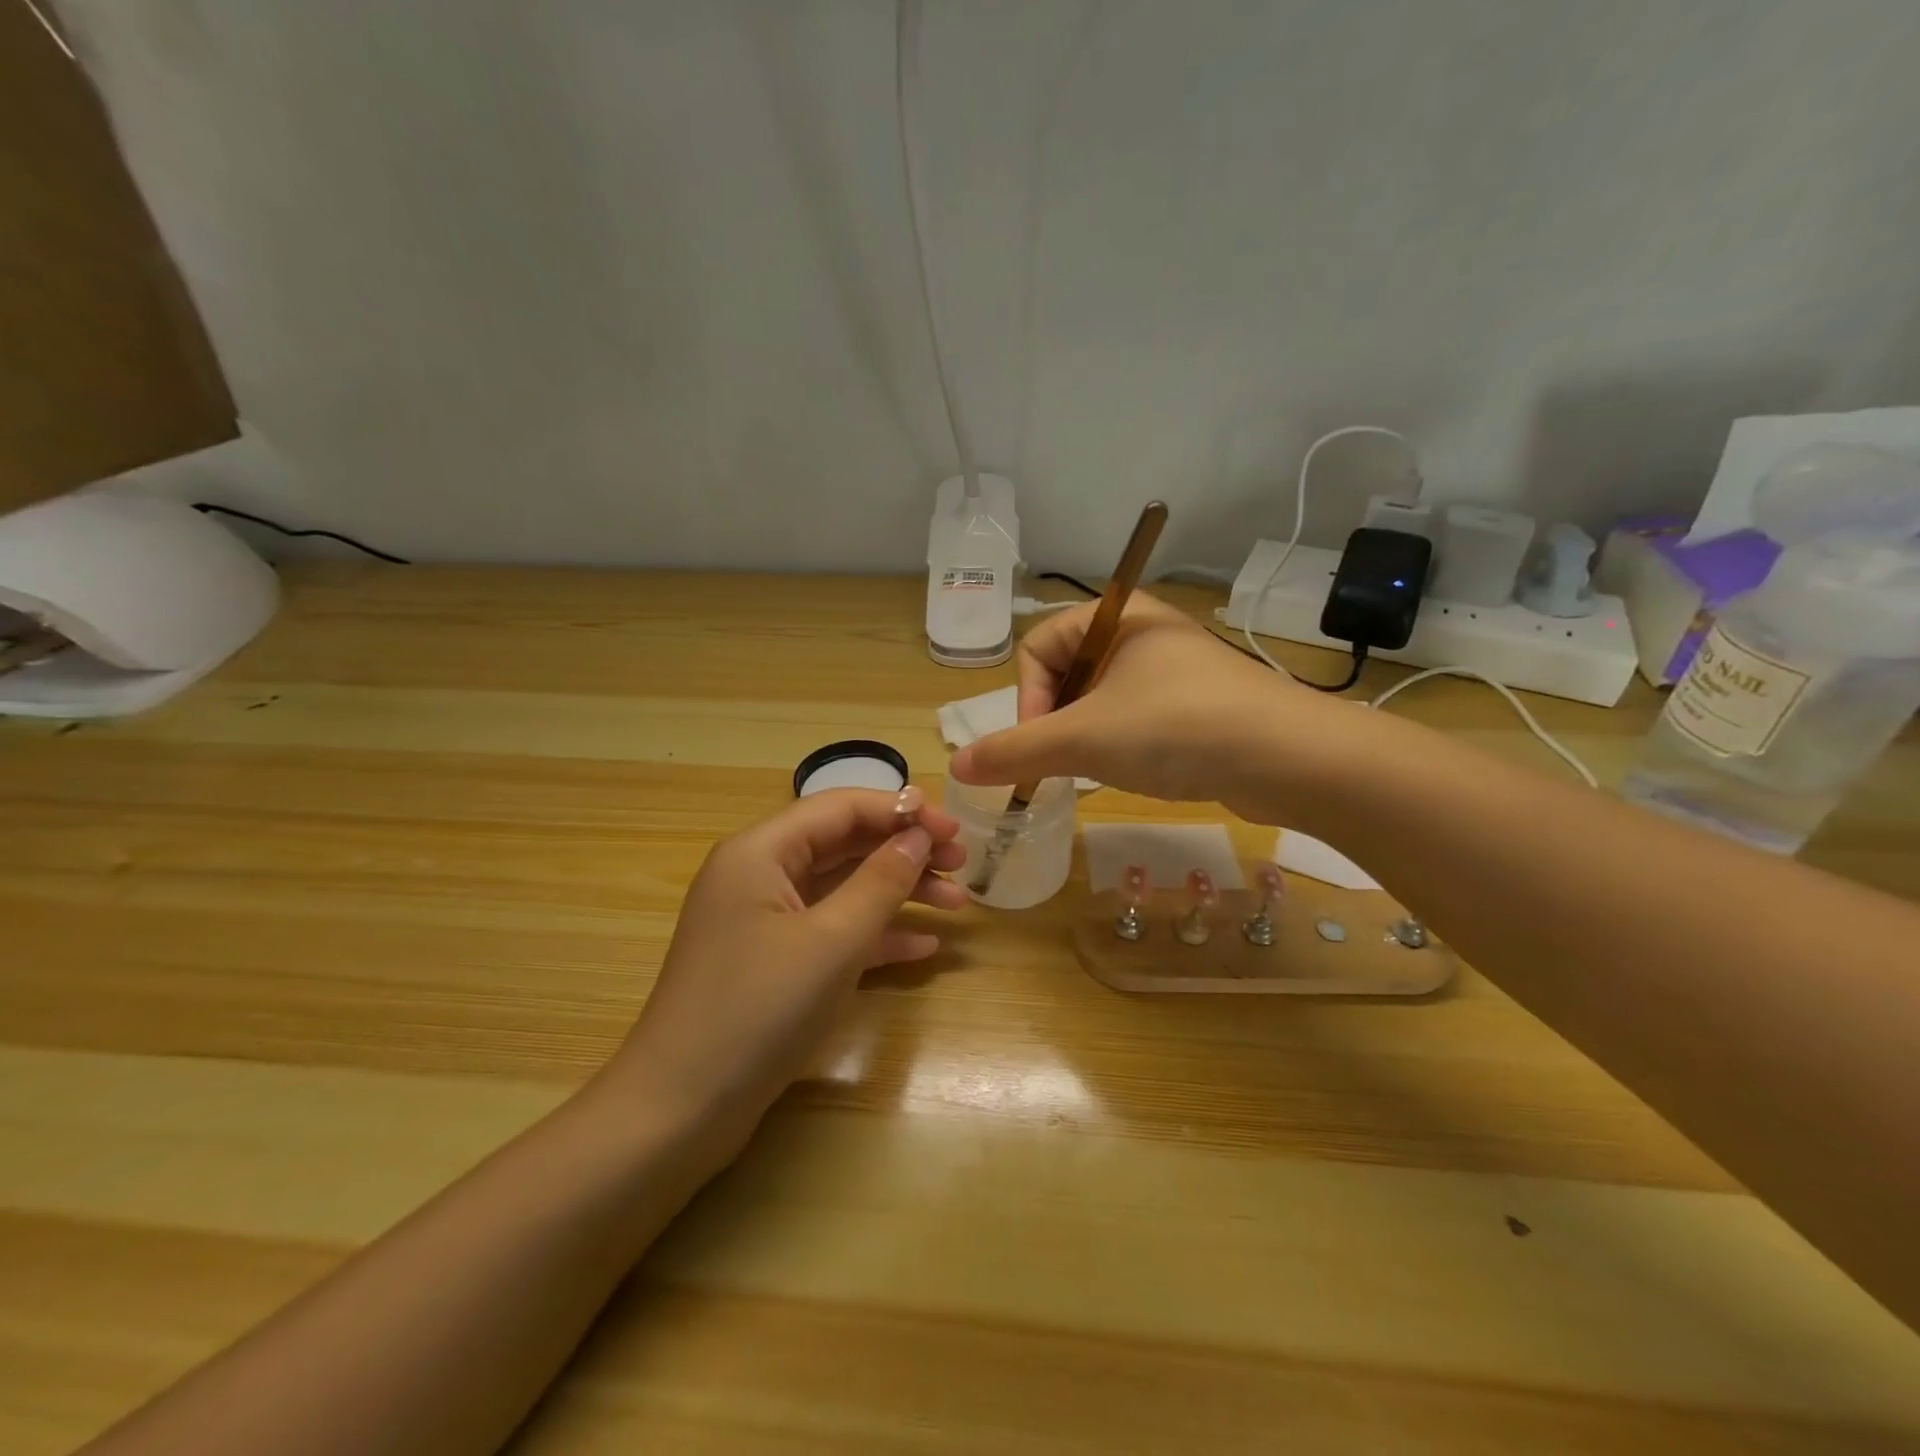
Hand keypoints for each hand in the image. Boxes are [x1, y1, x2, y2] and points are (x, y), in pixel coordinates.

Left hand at [603, 789, 966, 1152]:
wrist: (679, 1112)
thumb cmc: (757, 1011)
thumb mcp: (831, 942)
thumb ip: (880, 881)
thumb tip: (918, 836)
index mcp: (761, 852)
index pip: (841, 808)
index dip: (902, 811)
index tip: (955, 829)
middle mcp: (760, 875)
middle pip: (845, 845)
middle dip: (905, 851)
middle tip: (962, 864)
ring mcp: (766, 921)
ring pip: (843, 889)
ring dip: (899, 893)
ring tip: (958, 904)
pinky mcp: (774, 962)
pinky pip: (833, 931)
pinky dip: (876, 934)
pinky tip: (923, 947)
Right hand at [949, 593, 1350, 823]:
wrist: (1290, 759)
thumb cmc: (1175, 728)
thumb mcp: (1083, 739)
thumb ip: (1015, 750)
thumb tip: (955, 765)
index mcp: (1119, 617)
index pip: (1040, 646)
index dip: (1027, 697)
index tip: (1039, 743)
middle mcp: (1147, 633)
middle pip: (1070, 673)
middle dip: (1057, 721)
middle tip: (1066, 761)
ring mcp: (1178, 671)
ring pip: (1104, 699)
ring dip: (1089, 737)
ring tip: (1102, 769)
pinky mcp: (1202, 705)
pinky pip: (1141, 718)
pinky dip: (1125, 745)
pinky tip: (1140, 772)